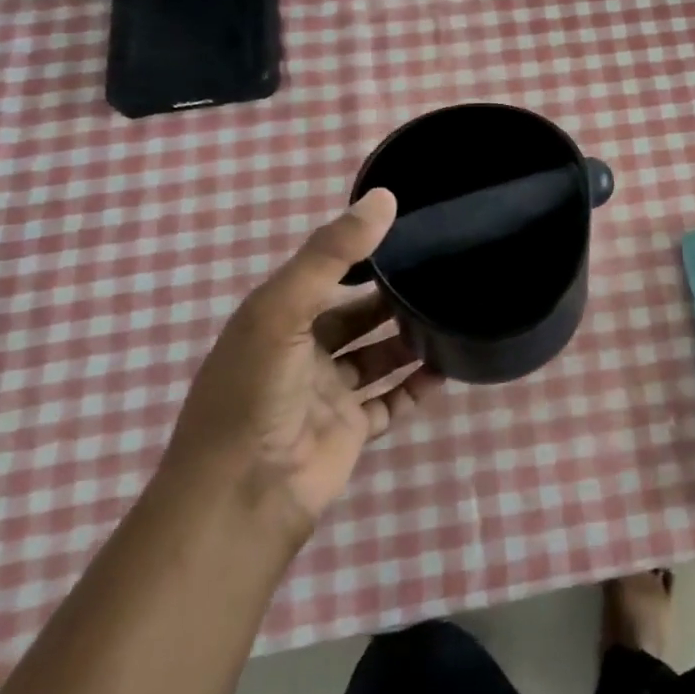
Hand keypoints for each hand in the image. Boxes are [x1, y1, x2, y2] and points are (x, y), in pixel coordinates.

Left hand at [162, 190, 441, 541]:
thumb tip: (384, 198)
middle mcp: (302, 353)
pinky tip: (447, 369)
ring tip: (450, 315)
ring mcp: (328, 394)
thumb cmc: (256, 392)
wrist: (244, 496)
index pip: (325, 276)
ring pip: (378, 357)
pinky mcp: (351, 429)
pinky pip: (392, 400)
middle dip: (392, 298)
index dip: (361, 255)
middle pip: (356, 316)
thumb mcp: (283, 309)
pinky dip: (417, 386)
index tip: (407, 232)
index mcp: (277, 320)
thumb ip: (332, 253)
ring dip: (409, 340)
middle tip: (440, 274)